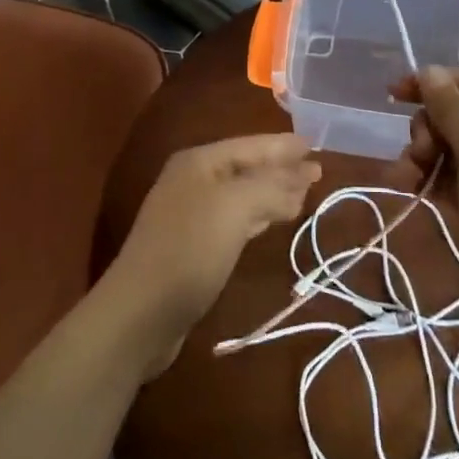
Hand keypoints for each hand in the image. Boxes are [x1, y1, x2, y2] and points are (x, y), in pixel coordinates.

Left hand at [105, 134, 320, 374]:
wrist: (140, 313)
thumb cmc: (190, 249)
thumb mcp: (235, 207)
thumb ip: (272, 186)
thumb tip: (303, 176)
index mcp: (199, 161)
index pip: (251, 145)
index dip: (284, 146)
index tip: (315, 146)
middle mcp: (193, 180)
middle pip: (247, 167)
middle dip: (281, 169)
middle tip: (317, 172)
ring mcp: (191, 213)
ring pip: (242, 194)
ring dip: (272, 192)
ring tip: (303, 195)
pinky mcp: (193, 246)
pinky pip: (235, 220)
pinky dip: (258, 216)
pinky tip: (272, 220)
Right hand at [387, 66, 458, 346]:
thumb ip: (450, 108)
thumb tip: (429, 71)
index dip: (431, 84)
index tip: (393, 95)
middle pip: (454, 113)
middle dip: (427, 129)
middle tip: (418, 154)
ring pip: (447, 145)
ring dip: (420, 156)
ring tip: (405, 179)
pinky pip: (449, 175)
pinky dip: (428, 178)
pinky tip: (409, 189)